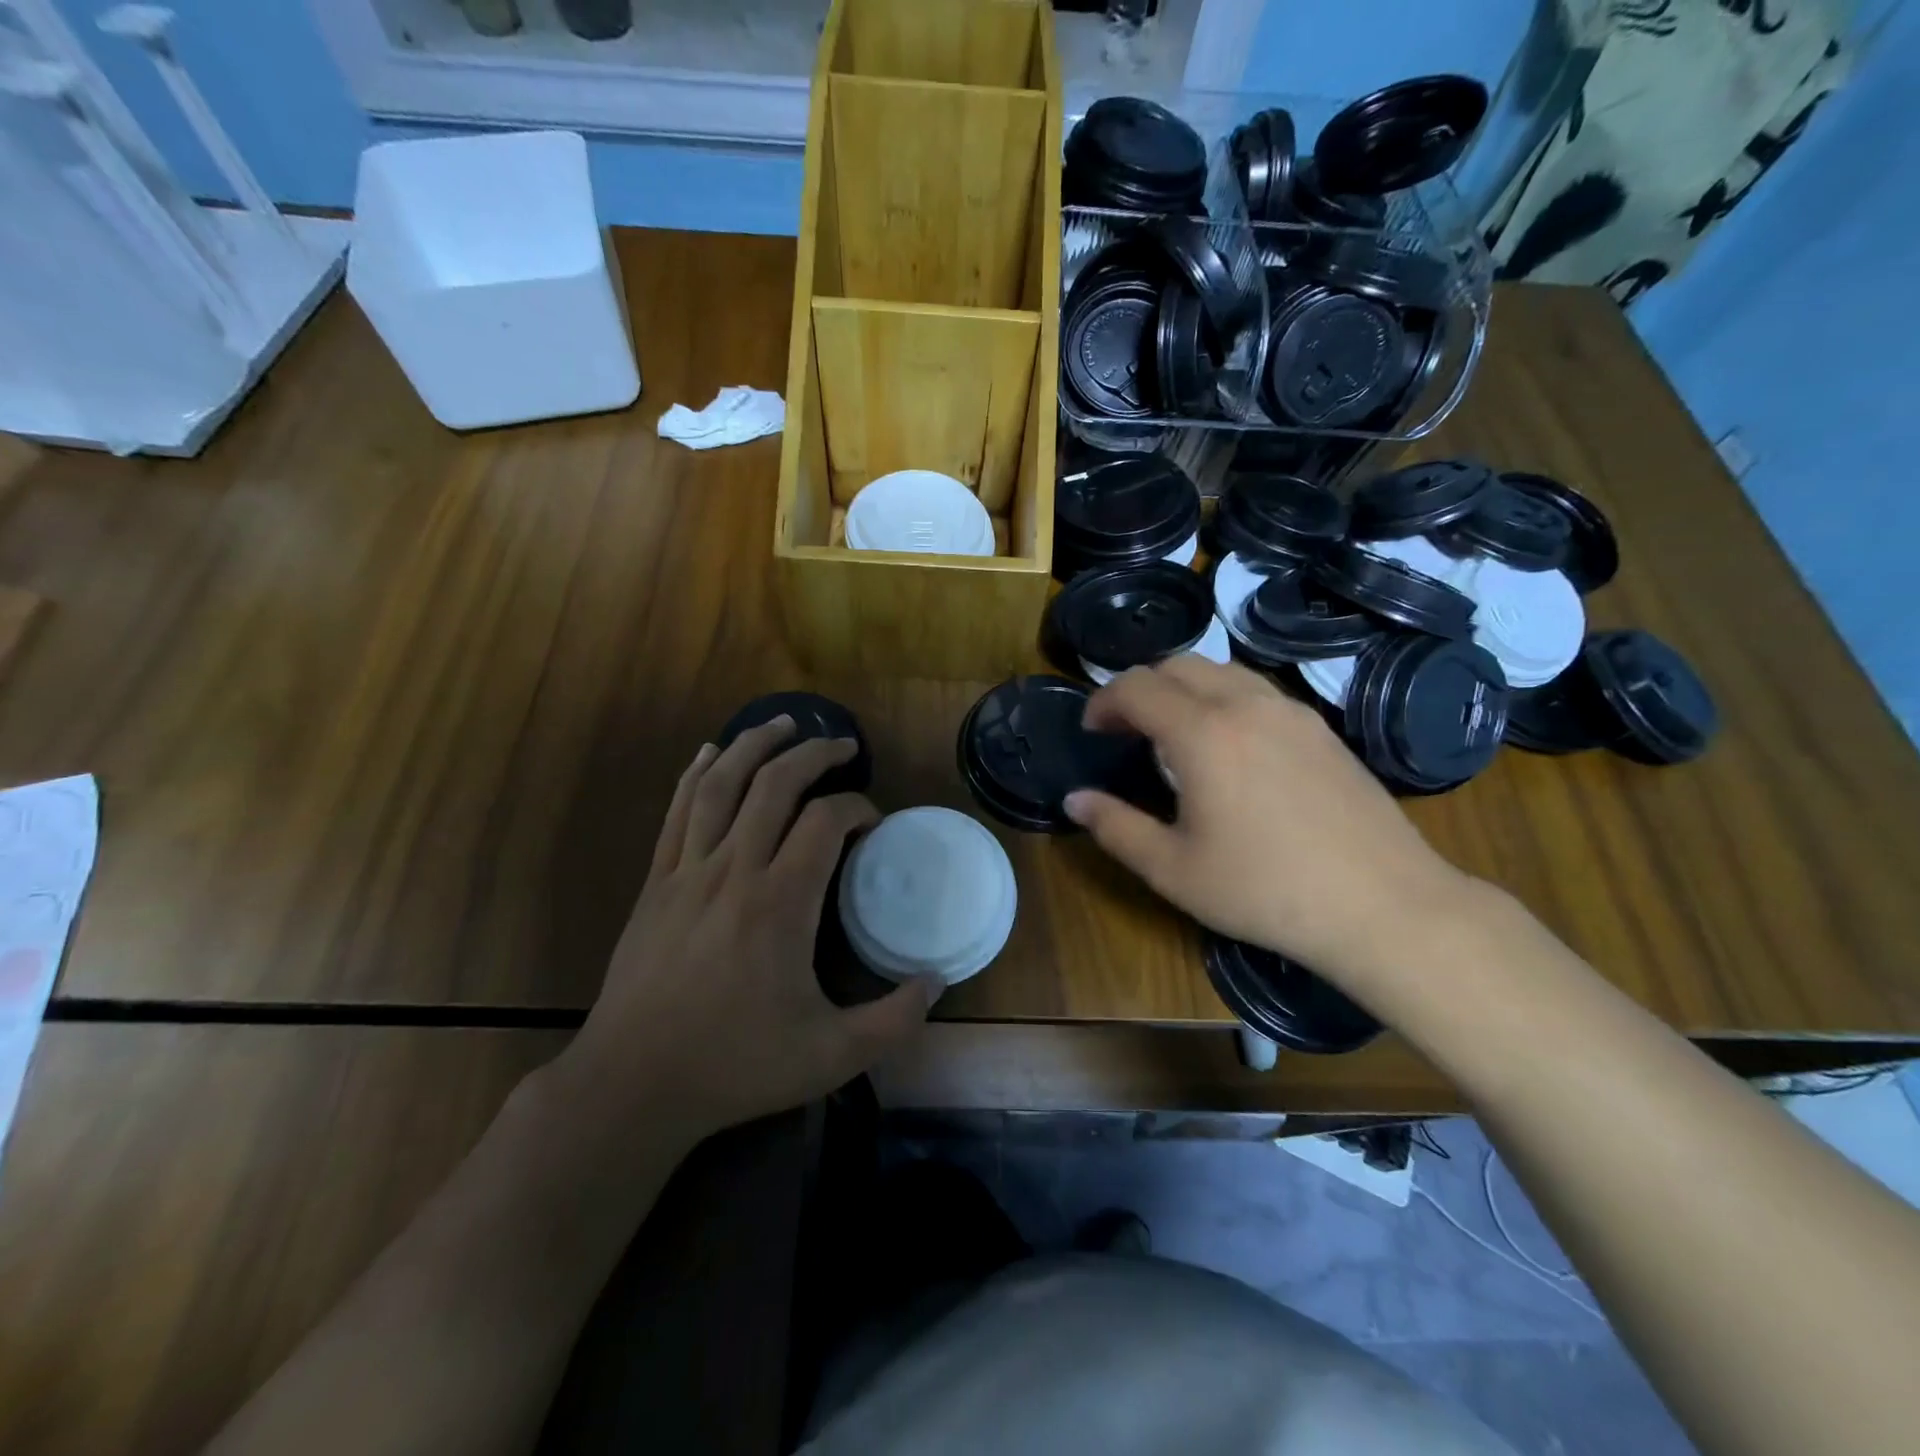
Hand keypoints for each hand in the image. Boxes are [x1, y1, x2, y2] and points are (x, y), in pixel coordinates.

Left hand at [561, 717, 936, 1141]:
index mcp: (780, 902)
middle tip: (842, 745)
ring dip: (754, 745)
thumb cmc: (735, 1065)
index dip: (859, 808)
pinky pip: (677, 811)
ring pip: (721, 784)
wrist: (632, 1084)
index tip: (874, 823)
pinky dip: (697, 773)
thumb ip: (894, 1020)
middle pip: (775, 785)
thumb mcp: (831, 1056)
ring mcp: (687, 871)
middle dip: (814, 754)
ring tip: (783, 723)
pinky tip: (710, 752)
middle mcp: (734, 870)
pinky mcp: (655, 883)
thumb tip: (938, 982)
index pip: (826, 821)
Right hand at [1064, 659, 1476, 994]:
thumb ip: (1115, 828)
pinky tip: (1228, 747)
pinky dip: (1222, 698)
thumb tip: (1074, 800)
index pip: (1136, 686)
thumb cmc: (1265, 890)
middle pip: (1177, 664)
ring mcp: (1290, 711)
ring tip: (1173, 734)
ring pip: (1221, 670)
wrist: (1384, 905)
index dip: (1103, 701)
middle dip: (1140, 688)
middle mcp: (1245, 704)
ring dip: (1183, 688)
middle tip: (1126, 731)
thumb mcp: (1173, 870)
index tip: (1092, 731)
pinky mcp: (1321, 727)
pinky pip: (1256, 689)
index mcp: (1202, 733)